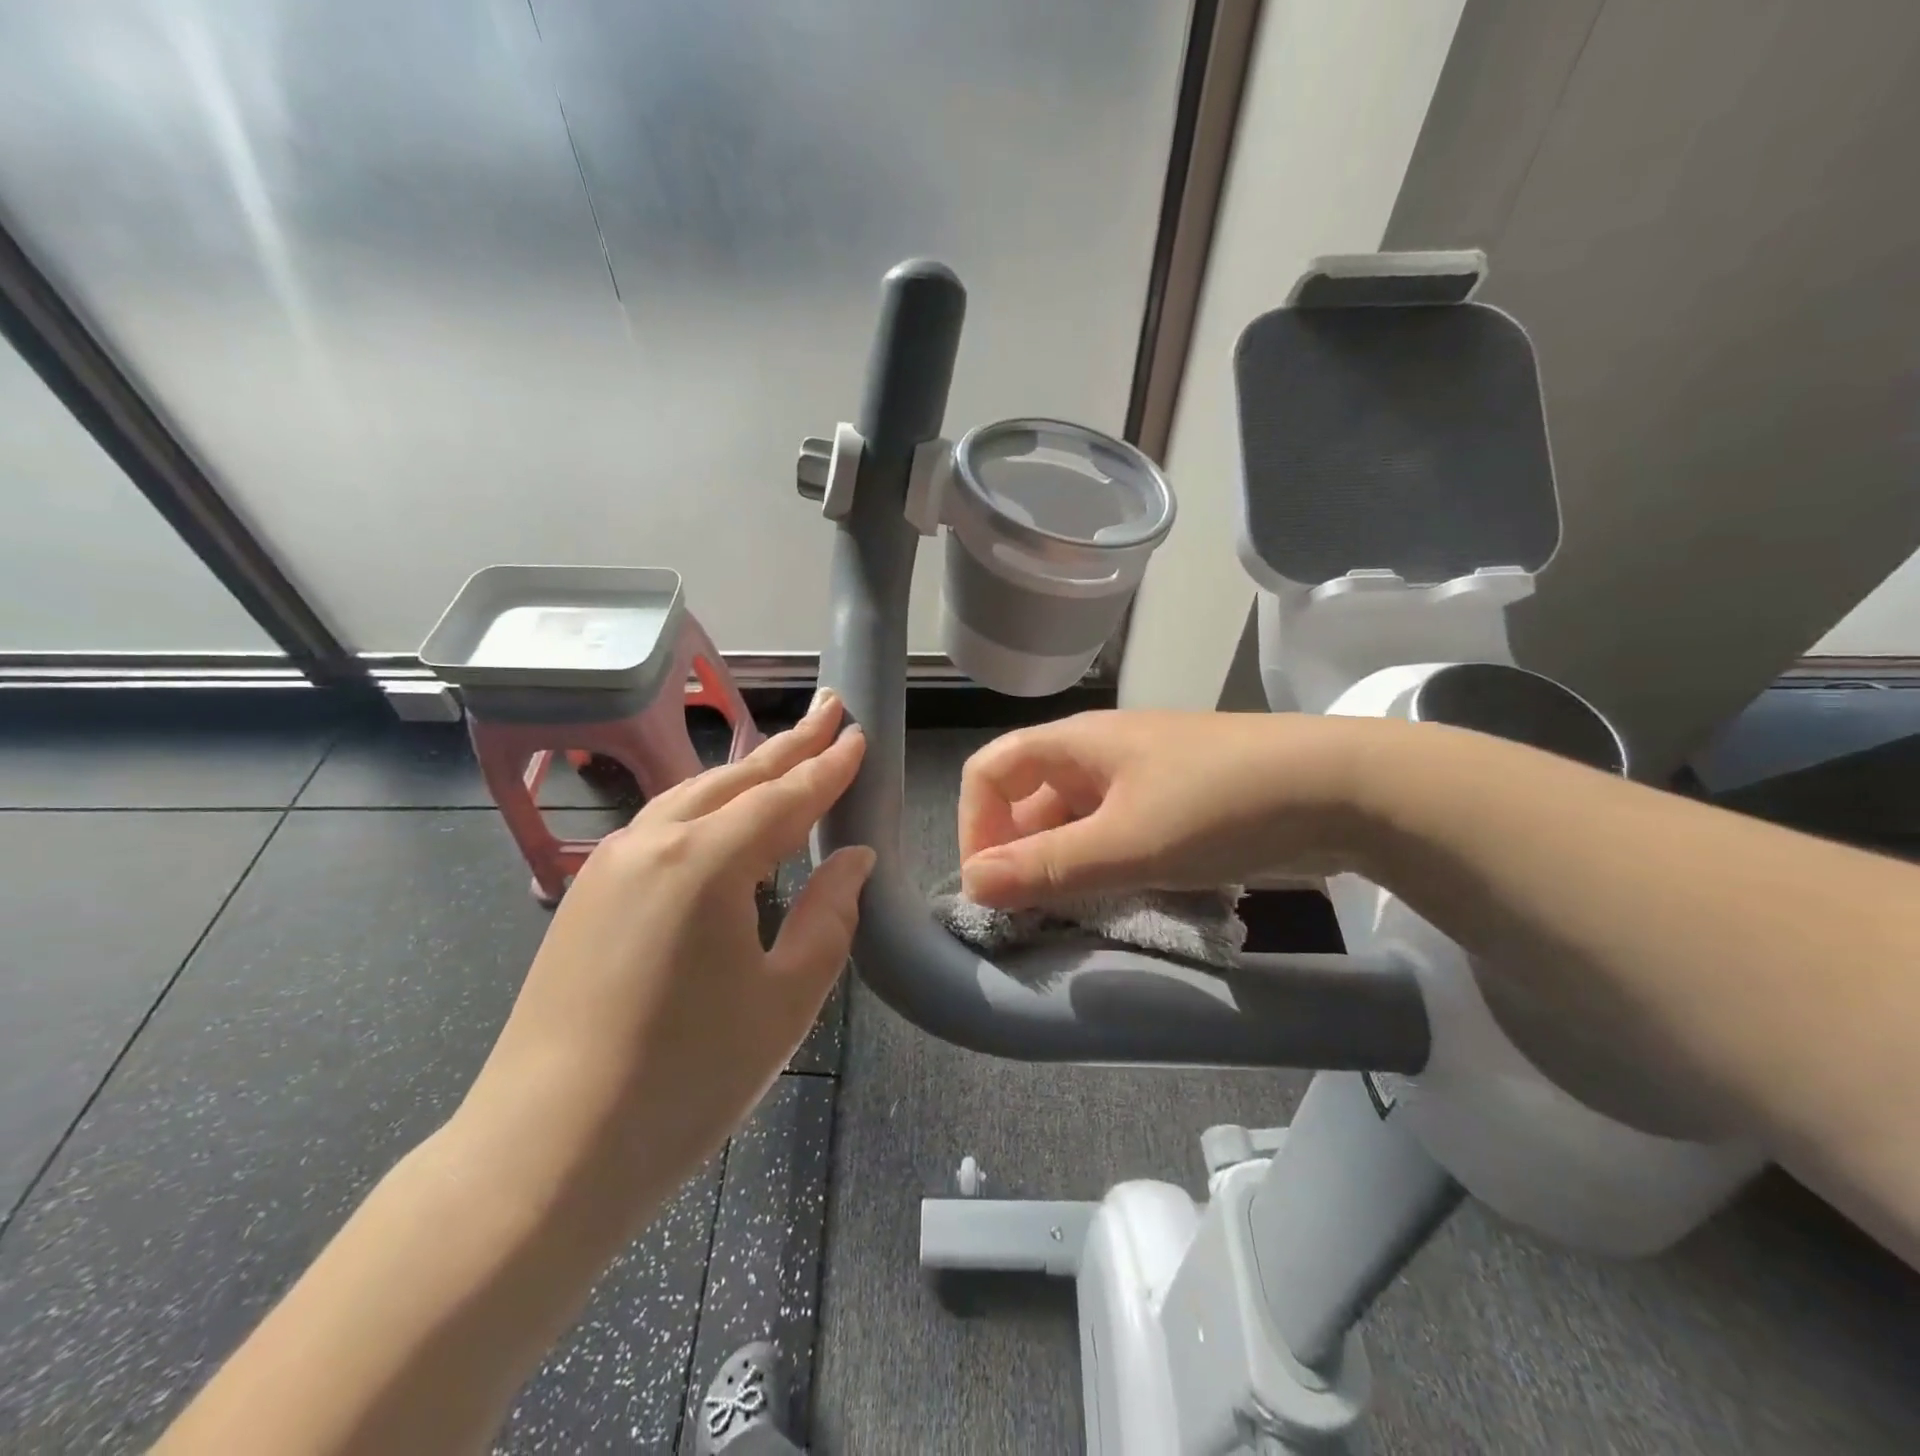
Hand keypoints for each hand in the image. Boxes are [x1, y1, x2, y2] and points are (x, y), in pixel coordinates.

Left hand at [454, 693, 871, 1243]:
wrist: (544, 1155)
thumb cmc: (685, 1080)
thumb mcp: (786, 998)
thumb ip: (829, 916)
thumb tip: (852, 858)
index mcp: (706, 860)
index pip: (785, 796)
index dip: (828, 766)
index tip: (859, 735)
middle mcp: (653, 842)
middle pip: (736, 778)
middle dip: (789, 744)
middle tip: (830, 709)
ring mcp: (610, 865)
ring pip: (693, 796)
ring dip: (745, 772)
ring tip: (785, 754)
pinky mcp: (587, 894)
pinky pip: (661, 826)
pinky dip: (706, 807)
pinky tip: (723, 818)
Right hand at [958, 710, 1378, 907]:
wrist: (1342, 788)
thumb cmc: (1221, 804)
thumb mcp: (1126, 842)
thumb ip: (1046, 866)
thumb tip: (970, 885)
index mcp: (1076, 744)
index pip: (991, 771)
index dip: (976, 825)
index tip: (990, 886)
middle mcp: (1099, 755)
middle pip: (1029, 799)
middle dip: (1019, 855)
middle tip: (1029, 916)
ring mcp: (1140, 779)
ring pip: (1073, 822)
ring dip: (1061, 867)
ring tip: (1070, 917)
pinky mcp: (1174, 806)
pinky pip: (1114, 835)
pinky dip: (1101, 868)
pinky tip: (1116, 902)